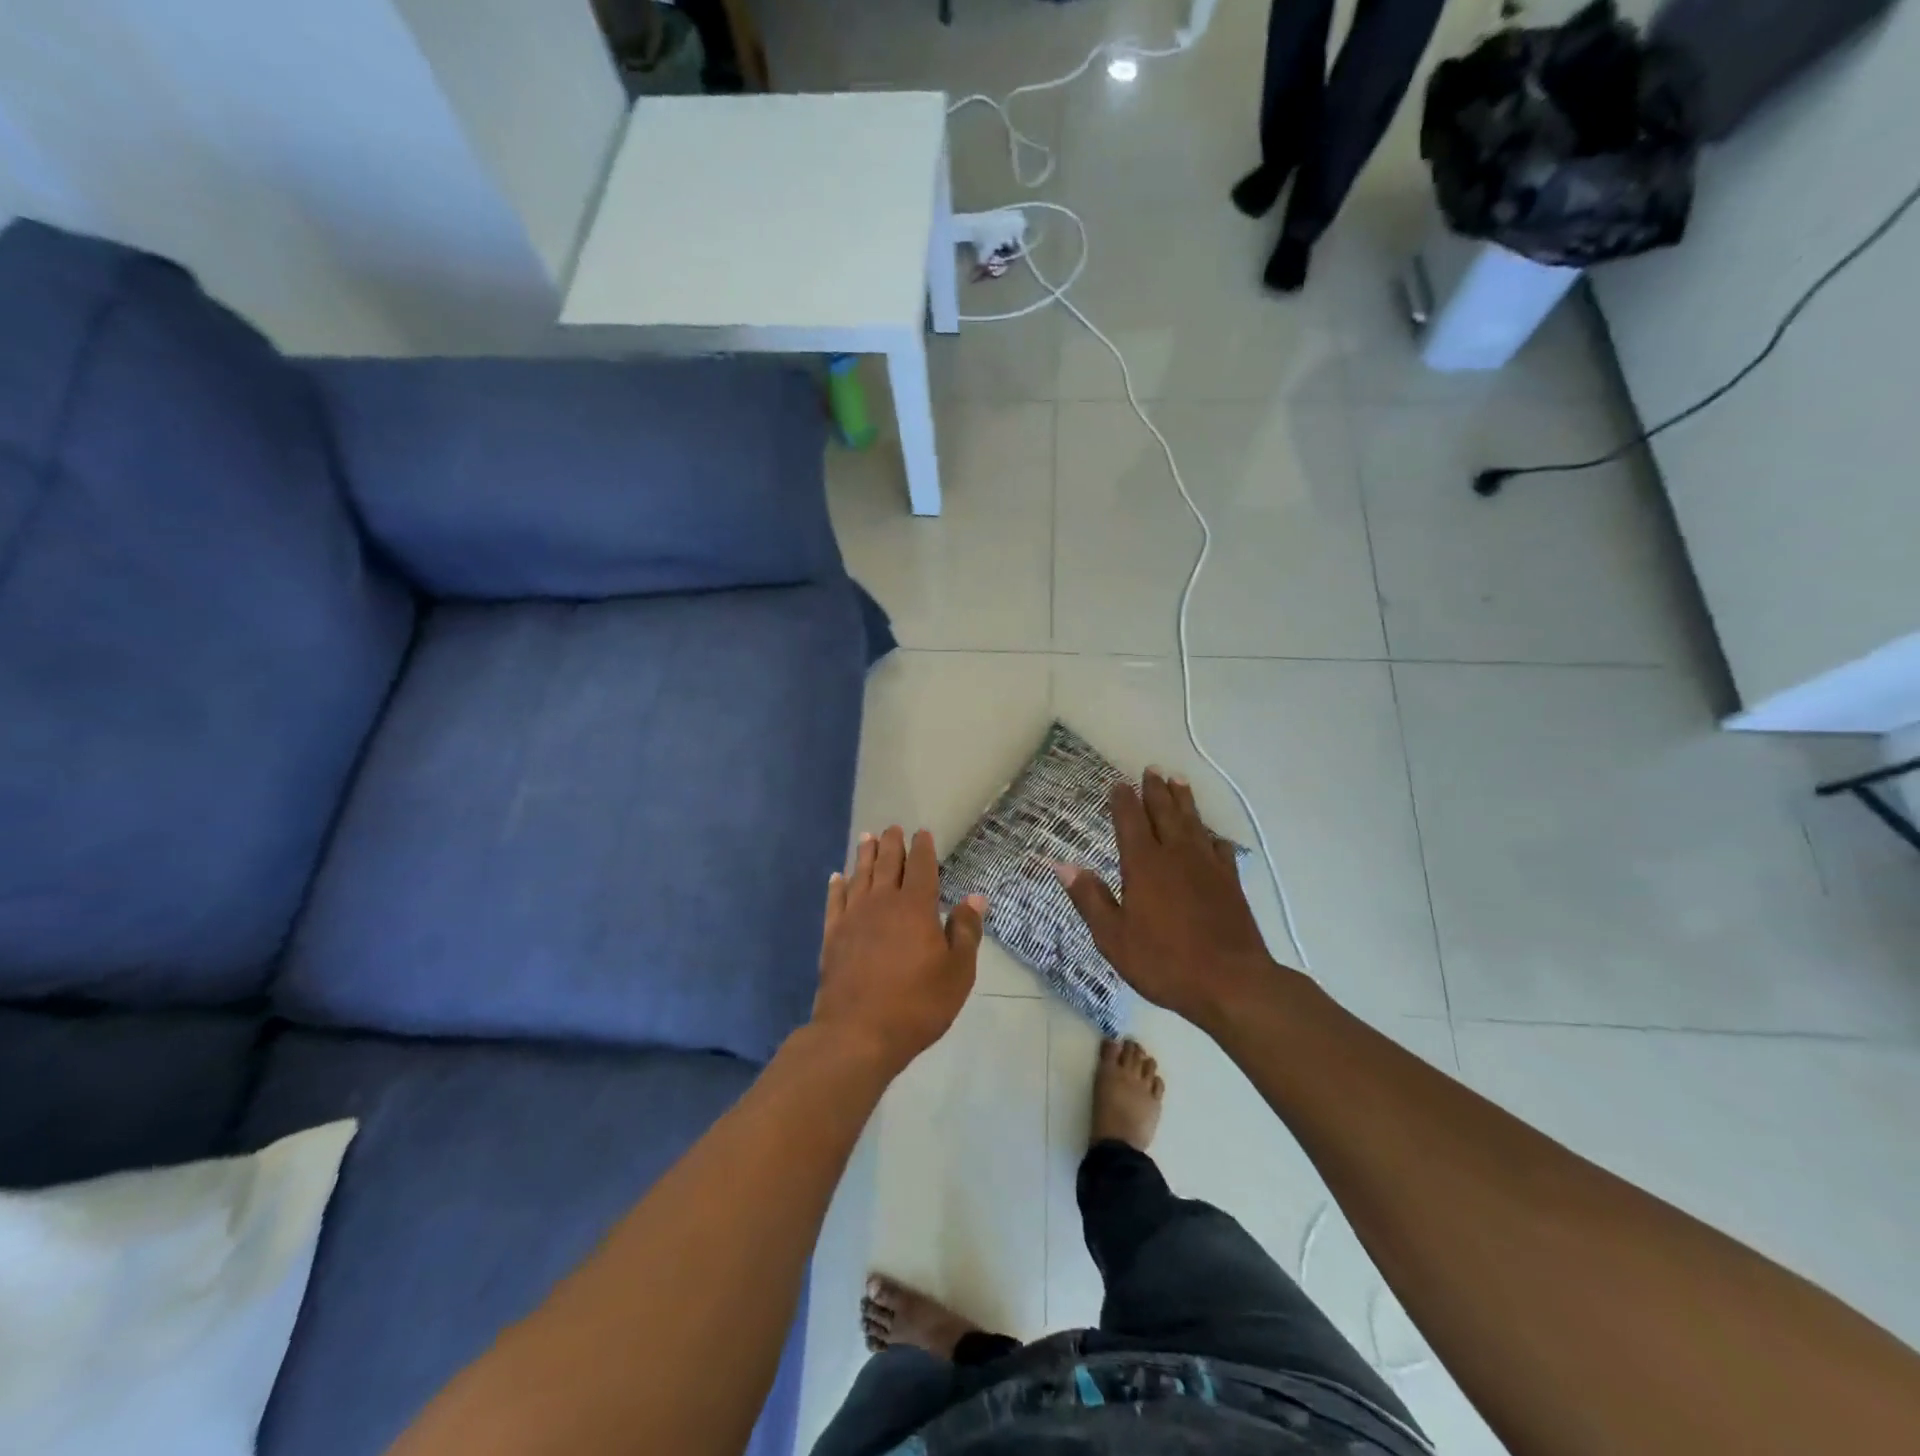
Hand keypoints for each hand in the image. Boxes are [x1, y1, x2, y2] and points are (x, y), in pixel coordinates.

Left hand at [812, 826, 985, 1077]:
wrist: (858, 1033)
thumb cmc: (917, 1003)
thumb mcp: (957, 972)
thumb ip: (966, 931)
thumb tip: (976, 897)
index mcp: (916, 907)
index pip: (920, 866)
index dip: (922, 848)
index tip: (922, 833)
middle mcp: (882, 902)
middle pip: (887, 863)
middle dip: (891, 844)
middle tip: (892, 828)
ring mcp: (853, 917)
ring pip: (859, 876)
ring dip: (864, 855)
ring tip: (866, 838)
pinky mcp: (832, 936)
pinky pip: (835, 901)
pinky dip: (837, 886)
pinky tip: (837, 878)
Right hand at [1056, 769, 1280, 1027]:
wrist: (1232, 983)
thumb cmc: (1164, 962)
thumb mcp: (1113, 937)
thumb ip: (1090, 898)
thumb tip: (1063, 865)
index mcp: (1144, 865)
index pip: (1130, 821)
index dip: (1123, 801)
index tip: (1118, 784)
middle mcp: (1176, 856)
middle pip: (1165, 813)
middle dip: (1155, 791)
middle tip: (1152, 770)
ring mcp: (1207, 867)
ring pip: (1194, 823)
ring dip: (1184, 801)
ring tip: (1178, 782)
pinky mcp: (1231, 883)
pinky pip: (1220, 848)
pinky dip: (1212, 836)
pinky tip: (1211, 835)